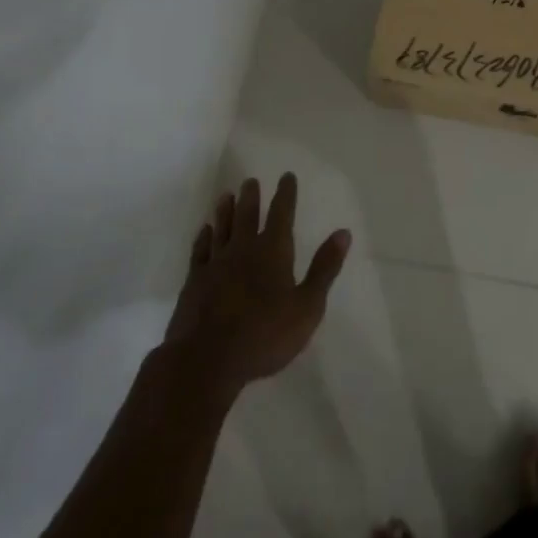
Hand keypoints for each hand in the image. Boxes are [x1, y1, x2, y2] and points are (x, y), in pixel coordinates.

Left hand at [163, 173, 350, 398]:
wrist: (206, 360)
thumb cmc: (264, 335)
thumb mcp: (307, 307)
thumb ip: (324, 268)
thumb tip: (343, 233)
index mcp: (273, 251)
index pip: (281, 214)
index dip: (286, 194)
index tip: (286, 176)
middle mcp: (243, 249)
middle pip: (247, 216)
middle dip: (251, 197)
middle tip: (250, 180)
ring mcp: (215, 264)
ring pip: (222, 228)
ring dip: (225, 211)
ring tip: (226, 196)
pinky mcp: (194, 282)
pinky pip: (199, 251)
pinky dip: (203, 238)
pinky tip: (204, 231)